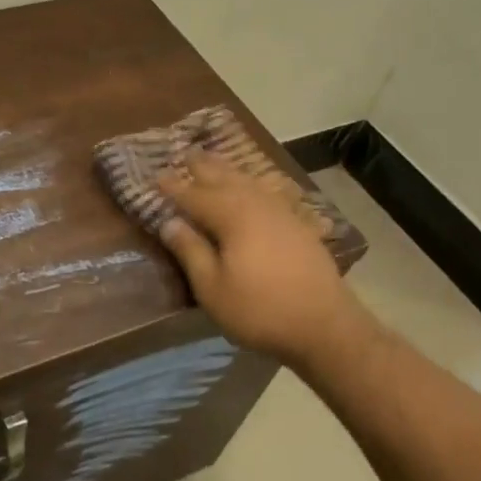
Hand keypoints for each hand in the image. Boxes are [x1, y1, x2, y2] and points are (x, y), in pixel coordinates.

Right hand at [157, 152, 363, 367]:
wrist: (325, 326)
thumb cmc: (259, 310)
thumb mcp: (212, 288)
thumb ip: (190, 251)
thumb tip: (170, 222)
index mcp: (232, 217)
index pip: (194, 195)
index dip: (174, 187)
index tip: (155, 175)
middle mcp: (256, 205)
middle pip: (225, 179)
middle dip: (203, 167)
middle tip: (186, 153)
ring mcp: (282, 213)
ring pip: (249, 183)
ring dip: (229, 171)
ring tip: (215, 162)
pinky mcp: (299, 226)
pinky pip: (270, 193)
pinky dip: (256, 185)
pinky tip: (256, 188)